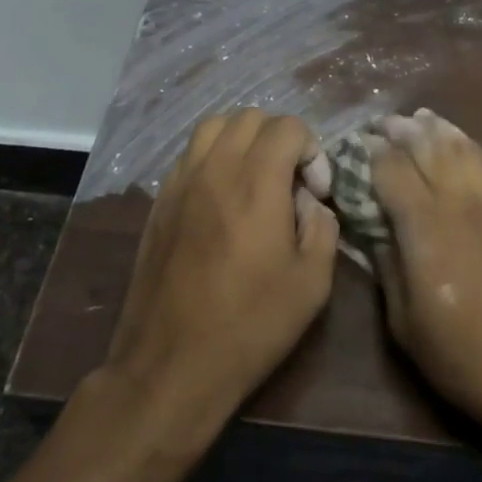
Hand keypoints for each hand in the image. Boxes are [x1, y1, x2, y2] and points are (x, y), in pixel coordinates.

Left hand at [104, 109, 339, 437]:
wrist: (171, 364)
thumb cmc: (250, 325)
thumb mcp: (312, 283)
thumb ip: (322, 227)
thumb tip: (310, 203)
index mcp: (257, 181)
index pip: (288, 126)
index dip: (312, 151)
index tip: (316, 192)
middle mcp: (216, 168)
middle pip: (250, 117)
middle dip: (280, 138)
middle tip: (290, 181)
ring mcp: (181, 181)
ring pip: (214, 126)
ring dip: (243, 139)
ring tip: (255, 177)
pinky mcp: (159, 201)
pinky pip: (189, 154)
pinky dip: (213, 156)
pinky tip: (222, 196)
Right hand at [368, 109, 481, 465]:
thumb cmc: (465, 358)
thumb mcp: (405, 324)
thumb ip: (386, 265)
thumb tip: (371, 226)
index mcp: (424, 227)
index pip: (390, 168)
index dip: (368, 153)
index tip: (351, 149)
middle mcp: (458, 201)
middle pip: (424, 145)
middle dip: (397, 130)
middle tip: (377, 127)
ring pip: (457, 145)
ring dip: (431, 128)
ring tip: (412, 120)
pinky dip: (463, 141)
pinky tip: (453, 139)